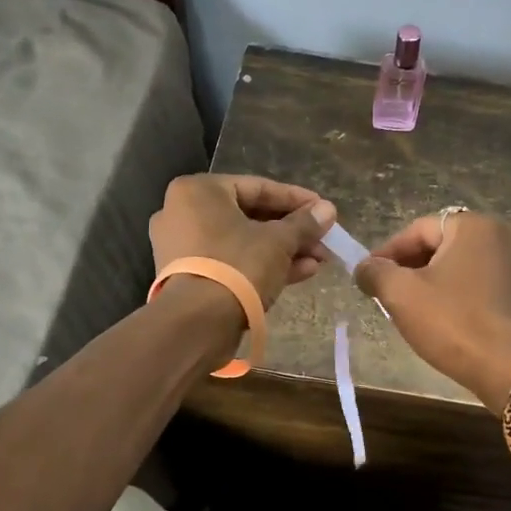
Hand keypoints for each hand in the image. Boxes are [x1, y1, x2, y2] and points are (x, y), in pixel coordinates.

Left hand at [149, 174, 335, 307]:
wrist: (197, 323)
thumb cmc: (237, 265)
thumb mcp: (278, 241)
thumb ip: (304, 223)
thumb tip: (328, 210)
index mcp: (198, 191)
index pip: (257, 187)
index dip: (297, 199)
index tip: (324, 210)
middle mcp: (182, 213)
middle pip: (250, 217)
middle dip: (292, 231)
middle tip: (323, 240)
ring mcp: (183, 248)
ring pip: (242, 243)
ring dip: (283, 251)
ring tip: (318, 261)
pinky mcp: (188, 277)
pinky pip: (230, 262)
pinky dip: (261, 265)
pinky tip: (300, 273)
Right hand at [356, 211, 510, 415]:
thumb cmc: (454, 324)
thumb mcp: (402, 295)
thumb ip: (375, 272)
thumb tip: (364, 267)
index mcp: (473, 226)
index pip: (418, 230)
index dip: (387, 253)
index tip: (367, 277)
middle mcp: (502, 235)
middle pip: (441, 245)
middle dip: (410, 268)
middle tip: (387, 295)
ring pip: (461, 266)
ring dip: (433, 283)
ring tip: (412, 310)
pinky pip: (481, 284)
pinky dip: (459, 295)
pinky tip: (445, 320)